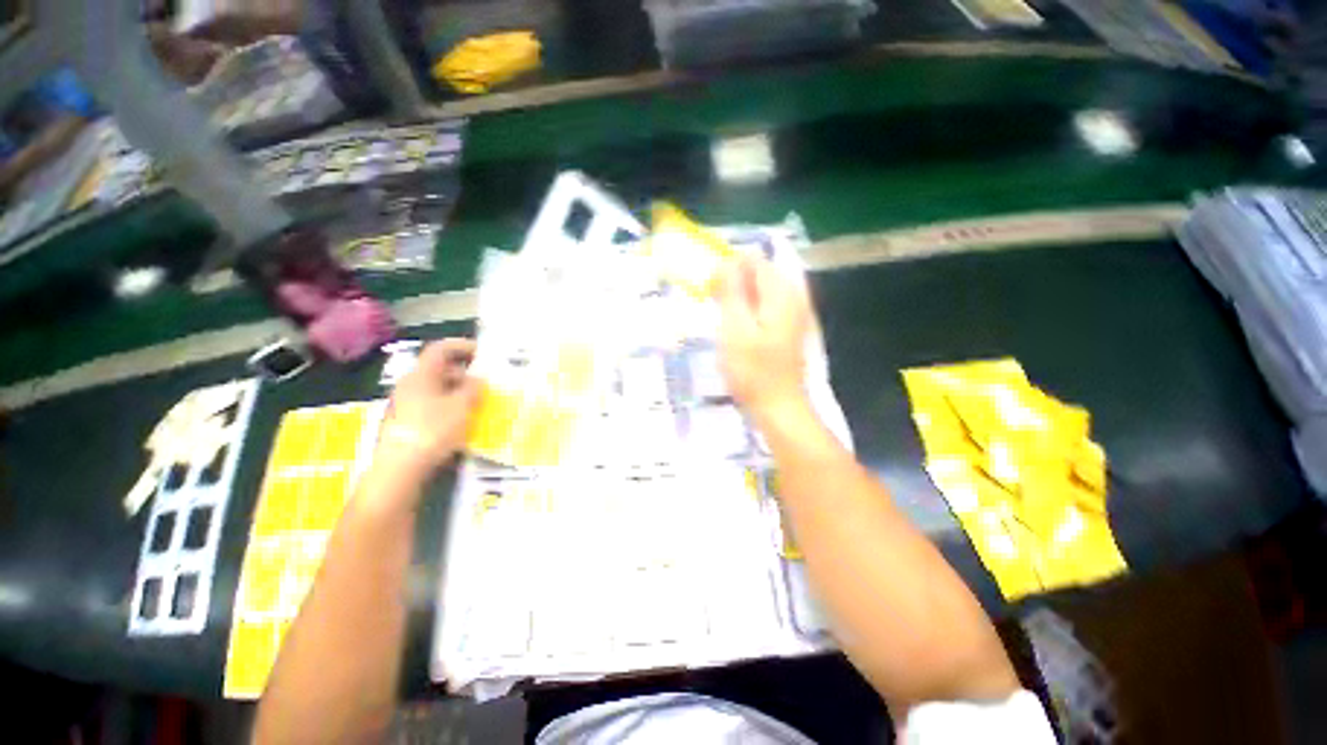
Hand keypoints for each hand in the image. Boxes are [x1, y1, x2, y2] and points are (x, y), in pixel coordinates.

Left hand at [375, 338, 478, 483]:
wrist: (401, 467)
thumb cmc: (433, 430)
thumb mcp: (462, 406)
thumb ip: (473, 388)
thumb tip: (478, 378)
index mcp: (421, 375)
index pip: (440, 349)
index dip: (461, 346)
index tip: (482, 351)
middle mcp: (411, 385)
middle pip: (439, 369)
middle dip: (464, 372)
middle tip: (485, 381)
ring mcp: (406, 404)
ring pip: (437, 388)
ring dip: (458, 390)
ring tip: (478, 401)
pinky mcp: (407, 421)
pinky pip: (433, 404)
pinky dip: (450, 405)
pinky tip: (463, 418)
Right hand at [714, 256, 812, 418]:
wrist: (778, 407)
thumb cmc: (752, 370)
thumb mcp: (735, 328)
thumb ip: (732, 291)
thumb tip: (728, 261)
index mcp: (781, 293)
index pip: (753, 260)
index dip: (728, 269)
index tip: (711, 292)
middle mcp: (793, 296)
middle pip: (759, 273)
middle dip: (733, 284)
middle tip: (714, 307)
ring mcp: (793, 313)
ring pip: (760, 291)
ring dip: (738, 298)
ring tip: (722, 318)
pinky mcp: (787, 328)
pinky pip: (764, 306)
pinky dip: (747, 311)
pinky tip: (736, 328)